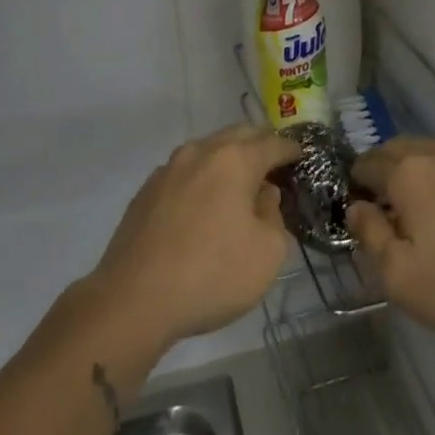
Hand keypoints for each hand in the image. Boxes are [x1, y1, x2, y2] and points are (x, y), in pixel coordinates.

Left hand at [88, 125, 296, 350]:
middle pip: (238, 135)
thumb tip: (262, 196)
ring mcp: (168, 169)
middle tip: (274, 163)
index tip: (301, 156)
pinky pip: (184, 173)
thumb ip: (273, 215)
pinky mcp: (146, 192)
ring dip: (227, 159)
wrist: (133, 300)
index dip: (291, 149)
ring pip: (207, 150)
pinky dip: (202, 178)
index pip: (272, 143)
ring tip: (239, 183)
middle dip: (259, 144)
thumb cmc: (212, 273)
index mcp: (235, 160)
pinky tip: (203, 204)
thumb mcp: (267, 252)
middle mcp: (200, 152)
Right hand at [348, 137, 434, 342]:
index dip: (355, 184)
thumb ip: (370, 235)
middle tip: (384, 204)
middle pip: (399, 149)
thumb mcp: (400, 276)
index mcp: (408, 174)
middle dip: (384, 169)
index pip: (367, 164)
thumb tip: (356, 207)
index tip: (356, 207)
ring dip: (420, 171)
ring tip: (423, 207)